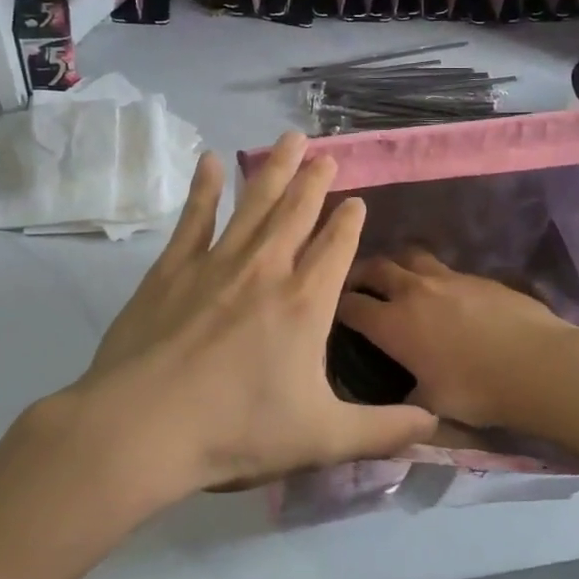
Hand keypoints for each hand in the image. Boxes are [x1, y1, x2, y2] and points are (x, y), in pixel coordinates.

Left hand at [28, 134, 437, 504]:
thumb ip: (382, 431)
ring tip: (290, 139)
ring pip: (254, 203)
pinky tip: (211, 161)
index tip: (357, 201)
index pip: (336, 247)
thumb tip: (435, 425)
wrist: (143, 428)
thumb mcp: (322, 439)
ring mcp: (216, 264)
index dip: (349, 221)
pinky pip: (195, 218)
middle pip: (297, 212)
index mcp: (305, 303)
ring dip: (274, 170)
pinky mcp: (172, 269)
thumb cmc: (237, 431)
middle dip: (315, 180)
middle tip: (327, 154)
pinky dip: (204, 188)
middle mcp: (266, 270)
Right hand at [337, 251, 578, 430]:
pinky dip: (430, 275)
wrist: (539, 364)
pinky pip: (443, 267)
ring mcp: (447, 278)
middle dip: (358, 274)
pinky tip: (440, 292)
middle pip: (375, 267)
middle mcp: (413, 291)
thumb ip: (406, 401)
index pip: (349, 305)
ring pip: (409, 256)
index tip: (329, 310)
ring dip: (395, 265)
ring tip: (396, 279)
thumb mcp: (433, 406)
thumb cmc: (478, 391)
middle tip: (355, 285)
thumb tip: (397, 405)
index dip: (335, 306)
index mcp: (393, 324)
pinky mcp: (476, 275)